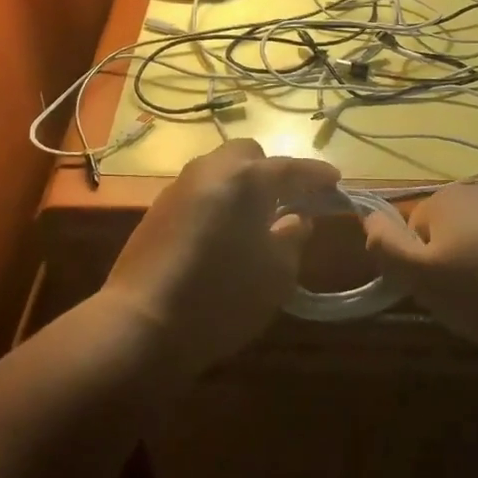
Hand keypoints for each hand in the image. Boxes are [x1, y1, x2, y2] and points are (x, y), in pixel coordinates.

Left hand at [103, 139, 340, 374]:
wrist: (141, 322)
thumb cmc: (222, 296)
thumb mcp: (276, 274)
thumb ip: (293, 238)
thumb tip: (297, 220)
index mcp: (246, 179)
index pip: (290, 168)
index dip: (316, 175)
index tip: (335, 181)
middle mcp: (211, 169)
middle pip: (248, 155)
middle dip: (271, 171)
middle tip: (289, 201)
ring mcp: (180, 185)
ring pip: (220, 169)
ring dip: (242, 184)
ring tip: (256, 217)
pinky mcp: (158, 207)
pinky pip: (200, 189)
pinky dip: (219, 199)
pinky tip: (223, 231)